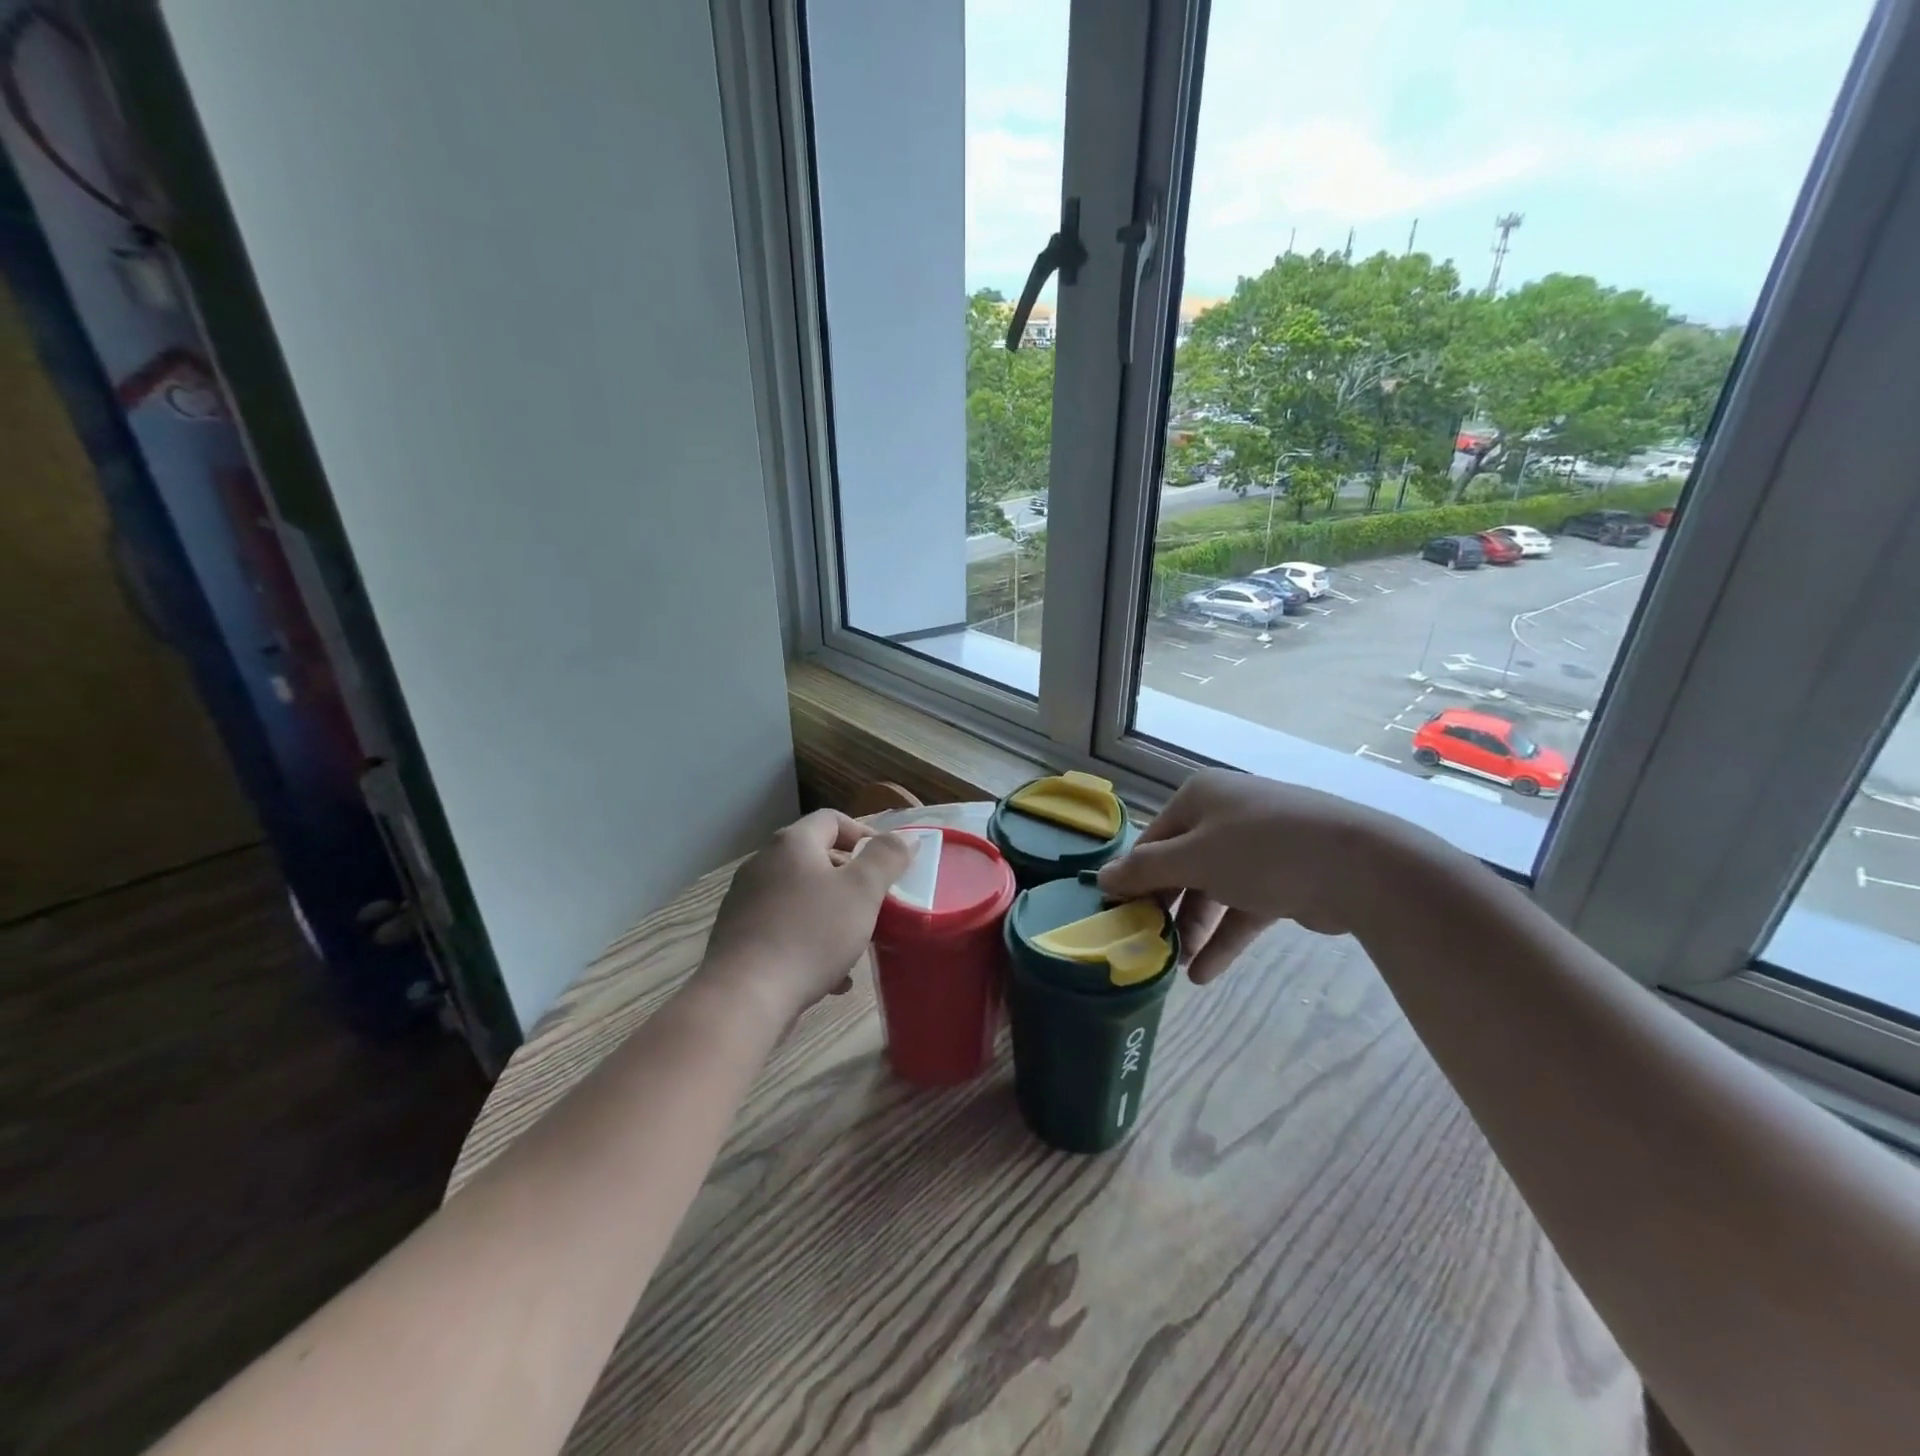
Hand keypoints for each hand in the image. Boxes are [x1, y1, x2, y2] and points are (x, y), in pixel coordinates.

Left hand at [698, 810, 912, 1025]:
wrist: (744, 997)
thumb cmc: (810, 934)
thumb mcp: (862, 892)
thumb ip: (887, 858)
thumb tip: (906, 838)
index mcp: (792, 844)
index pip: (832, 819)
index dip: (864, 835)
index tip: (887, 864)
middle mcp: (763, 864)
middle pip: (816, 859)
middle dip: (850, 880)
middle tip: (876, 904)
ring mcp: (746, 901)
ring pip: (802, 898)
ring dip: (832, 915)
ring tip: (857, 944)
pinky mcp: (738, 938)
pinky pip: (784, 929)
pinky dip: (810, 943)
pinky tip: (831, 978)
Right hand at [1096, 769, 1444, 984]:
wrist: (1357, 866)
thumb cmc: (1260, 851)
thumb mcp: (1192, 859)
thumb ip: (1144, 871)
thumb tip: (1101, 879)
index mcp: (1199, 798)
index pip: (1152, 840)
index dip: (1133, 878)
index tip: (1118, 916)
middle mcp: (1225, 816)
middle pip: (1181, 866)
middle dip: (1166, 908)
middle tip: (1147, 943)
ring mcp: (1257, 849)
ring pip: (1212, 890)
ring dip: (1193, 928)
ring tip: (1177, 965)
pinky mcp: (1283, 880)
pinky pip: (1242, 908)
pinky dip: (1224, 938)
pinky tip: (1204, 974)